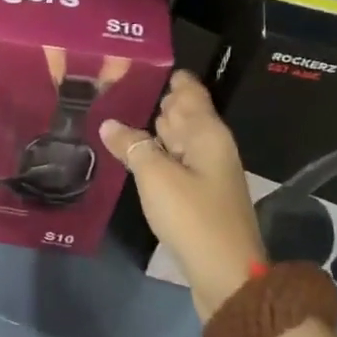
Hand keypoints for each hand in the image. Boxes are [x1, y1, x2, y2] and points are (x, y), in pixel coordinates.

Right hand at [101, 70, 264, 321]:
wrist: (226, 274)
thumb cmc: (193, 217)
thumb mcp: (156, 177)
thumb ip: (133, 146)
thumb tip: (110, 123)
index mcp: (207, 134)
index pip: (190, 93)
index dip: (172, 78)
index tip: (144, 62)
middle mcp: (210, 147)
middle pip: (185, 114)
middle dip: (159, 100)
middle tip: (120, 85)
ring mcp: (206, 173)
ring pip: (178, 140)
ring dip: (155, 128)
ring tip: (121, 112)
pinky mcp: (198, 197)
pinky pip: (175, 163)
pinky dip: (157, 153)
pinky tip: (135, 155)